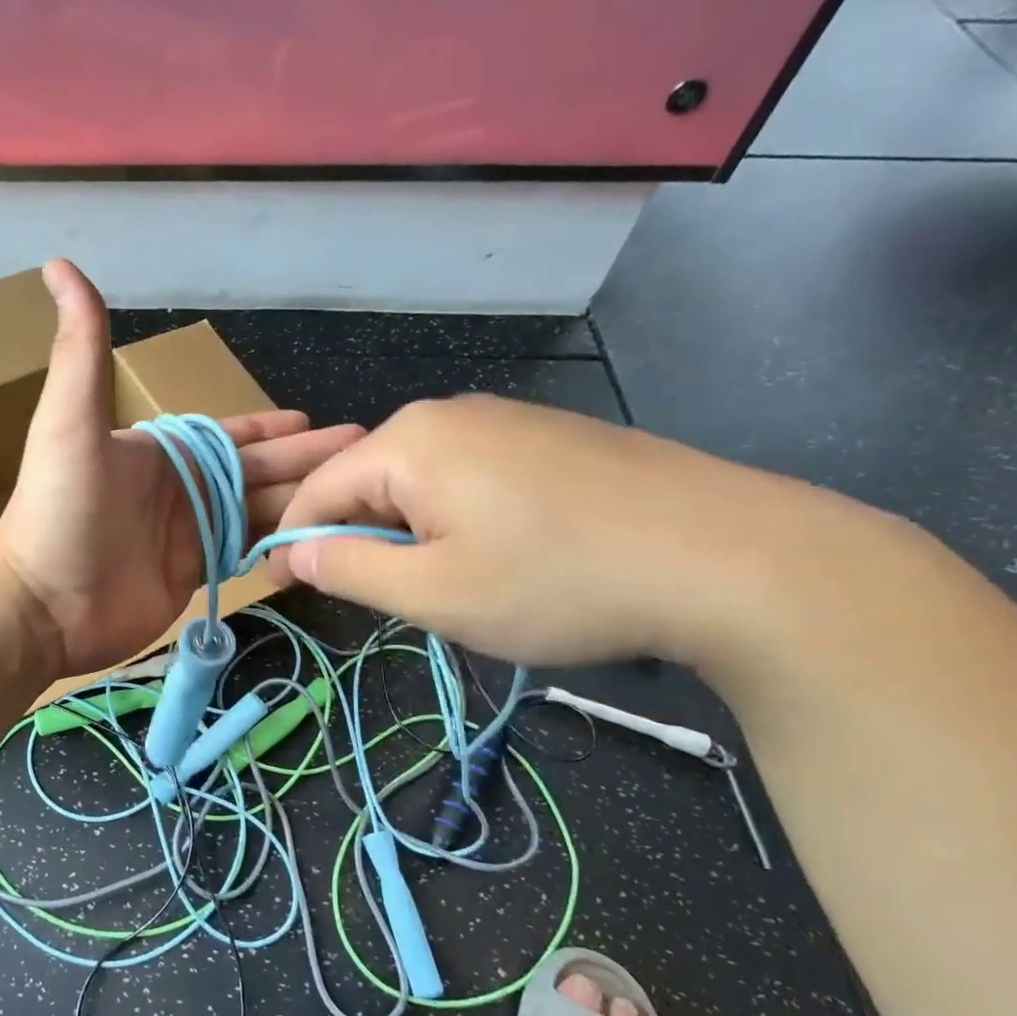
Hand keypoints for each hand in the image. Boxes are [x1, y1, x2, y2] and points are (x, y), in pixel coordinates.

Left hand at [0, 260, 362, 677]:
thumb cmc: (59, 508)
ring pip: (258, 511)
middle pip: (257, 471)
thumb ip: (81, 348)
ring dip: (303, 501)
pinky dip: (278, 543)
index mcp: (161, 451)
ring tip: (357, 497)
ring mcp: (187, 535)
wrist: (41, 602)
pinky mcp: (192, 576)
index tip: (317, 421)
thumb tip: (59, 264)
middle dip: (307, 462)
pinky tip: (314, 538)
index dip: (271, 429)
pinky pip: (245, 552)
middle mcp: (180, 489)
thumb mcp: (70, 420)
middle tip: (363, 454)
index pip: (231, 435)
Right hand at [273, 394, 833, 667]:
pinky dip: (457, 519)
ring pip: (421, 481)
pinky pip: (470, 476)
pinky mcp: (549, 438)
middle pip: (369, 481)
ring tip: (450, 586)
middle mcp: (449, 415)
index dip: (293, 542)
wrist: (733, 558)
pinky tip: (503, 557)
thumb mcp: (434, 594)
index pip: (318, 490)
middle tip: (386, 600)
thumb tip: (294, 554)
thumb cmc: (558, 582)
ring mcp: (506, 420)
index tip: (283, 588)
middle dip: (360, 539)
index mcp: (408, 442)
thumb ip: (349, 570)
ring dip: (411, 534)